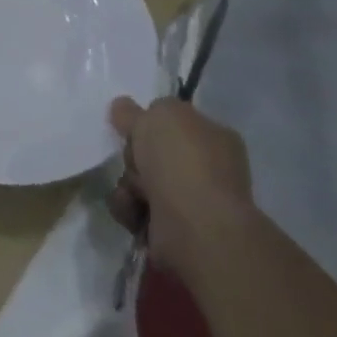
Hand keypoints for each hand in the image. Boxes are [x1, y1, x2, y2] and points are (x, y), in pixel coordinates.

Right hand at [107, 96, 254, 273]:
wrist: (196, 225)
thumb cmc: (182, 160)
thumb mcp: (157, 115)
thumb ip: (137, 110)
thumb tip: (123, 107)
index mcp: (213, 137)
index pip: (176, 122)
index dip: (149, 121)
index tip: (131, 126)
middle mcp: (206, 169)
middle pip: (152, 152)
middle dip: (133, 155)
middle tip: (134, 160)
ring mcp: (190, 202)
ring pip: (139, 180)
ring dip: (127, 183)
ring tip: (133, 191)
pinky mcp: (170, 229)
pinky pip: (134, 207)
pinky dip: (127, 206)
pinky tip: (132, 208)